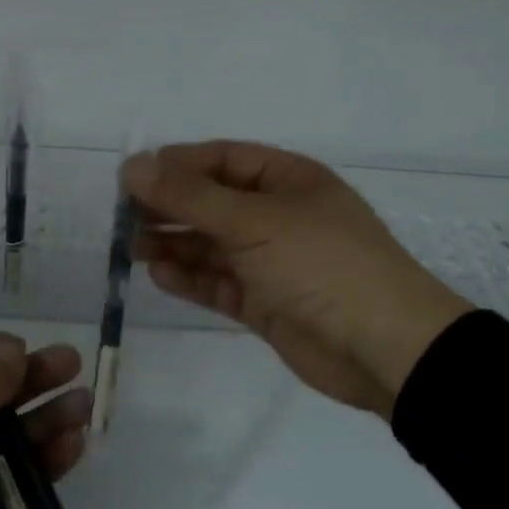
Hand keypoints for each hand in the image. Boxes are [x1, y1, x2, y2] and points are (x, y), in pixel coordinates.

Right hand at [122, 141, 470, 419]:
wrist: (384, 349)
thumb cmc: (321, 264)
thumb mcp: (253, 221)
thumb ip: (190, 196)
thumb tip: (133, 165)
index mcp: (288, 180)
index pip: (222, 160)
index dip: (176, 165)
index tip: (131, 178)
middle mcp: (279, 215)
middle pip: (213, 202)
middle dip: (170, 207)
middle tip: (123, 218)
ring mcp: (273, 261)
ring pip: (212, 244)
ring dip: (174, 243)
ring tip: (131, 247)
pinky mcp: (266, 303)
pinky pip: (220, 283)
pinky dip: (191, 278)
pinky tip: (159, 275)